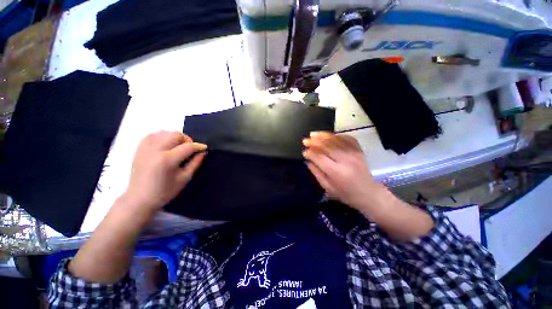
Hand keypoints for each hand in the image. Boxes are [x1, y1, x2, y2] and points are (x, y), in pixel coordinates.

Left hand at [123, 131, 206, 216]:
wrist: (139, 199)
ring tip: (177, 147)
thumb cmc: (165, 192)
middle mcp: (155, 150)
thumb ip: (195, 163)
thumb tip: (203, 152)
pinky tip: (165, 145)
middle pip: (176, 135)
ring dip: (175, 137)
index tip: (204, 148)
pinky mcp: (139, 149)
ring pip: (164, 132)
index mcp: (167, 160)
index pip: (188, 146)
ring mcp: (145, 148)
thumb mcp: (185, 178)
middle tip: (189, 149)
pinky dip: (162, 137)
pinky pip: (152, 135)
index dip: (198, 146)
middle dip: (187, 140)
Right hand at [303, 132, 433, 240]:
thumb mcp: (327, 187)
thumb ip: (317, 173)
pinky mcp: (359, 151)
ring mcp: (354, 154)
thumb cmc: (346, 194)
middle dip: (314, 142)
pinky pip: (347, 138)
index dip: (310, 153)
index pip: (319, 157)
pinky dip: (336, 135)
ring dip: (323, 136)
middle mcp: (346, 160)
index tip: (304, 152)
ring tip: (313, 134)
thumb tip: (308, 160)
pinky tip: (329, 135)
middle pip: (327, 146)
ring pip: (336, 140)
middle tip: (305, 140)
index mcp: (337, 172)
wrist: (369, 194)